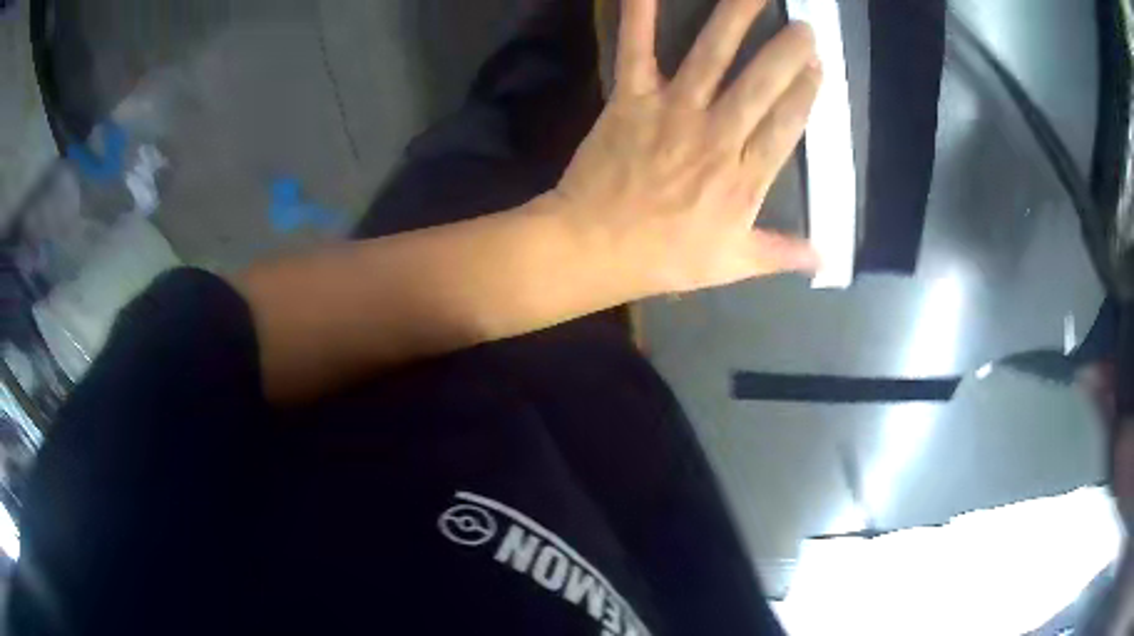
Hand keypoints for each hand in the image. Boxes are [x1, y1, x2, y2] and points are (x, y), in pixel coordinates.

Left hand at [553, 0, 821, 294]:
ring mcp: (673, 112)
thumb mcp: (731, 265)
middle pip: (760, 85)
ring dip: (736, 21)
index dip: (805, 93)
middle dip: (785, 52)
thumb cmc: (664, 257)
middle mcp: (716, 136)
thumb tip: (824, 259)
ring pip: (712, 58)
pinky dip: (641, 16)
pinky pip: (638, 51)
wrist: (594, 246)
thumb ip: (780, 254)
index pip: (786, 125)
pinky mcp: (632, 99)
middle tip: (804, 26)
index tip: (819, 66)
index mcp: (744, 178)